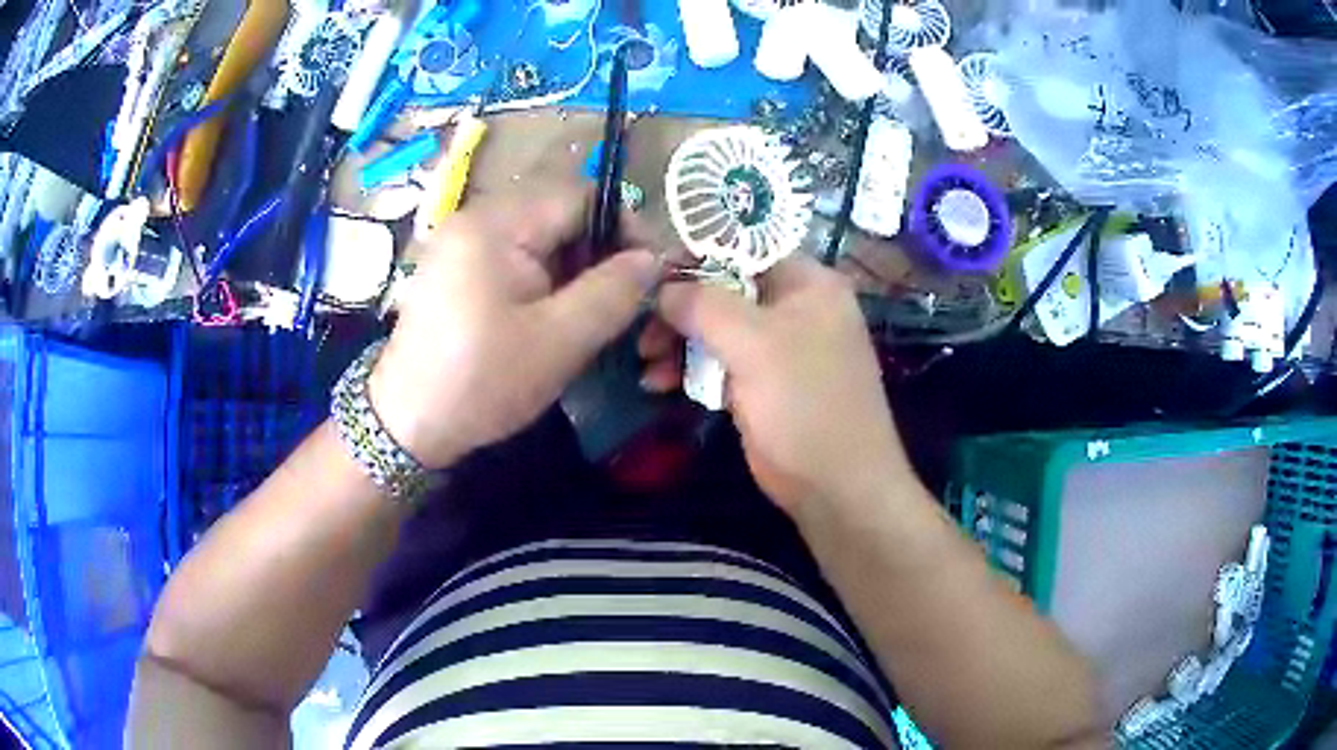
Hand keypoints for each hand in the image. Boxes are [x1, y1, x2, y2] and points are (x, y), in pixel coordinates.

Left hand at [369, 185, 657, 468]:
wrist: (407, 424)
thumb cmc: (482, 382)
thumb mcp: (560, 341)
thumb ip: (614, 292)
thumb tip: (655, 258)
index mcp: (496, 223)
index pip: (581, 196)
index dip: (624, 228)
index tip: (648, 275)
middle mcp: (475, 217)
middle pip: (559, 214)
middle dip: (597, 253)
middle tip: (618, 303)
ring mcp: (461, 241)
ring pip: (539, 238)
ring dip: (572, 270)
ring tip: (585, 317)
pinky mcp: (456, 267)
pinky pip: (514, 256)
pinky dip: (542, 280)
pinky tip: (548, 318)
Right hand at [650, 256, 907, 512]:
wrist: (837, 488)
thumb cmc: (805, 404)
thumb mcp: (755, 344)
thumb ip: (704, 304)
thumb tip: (662, 288)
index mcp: (808, 284)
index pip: (743, 249)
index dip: (694, 256)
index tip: (648, 275)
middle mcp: (795, 308)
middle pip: (724, 289)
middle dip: (679, 309)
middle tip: (643, 331)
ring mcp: (778, 348)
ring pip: (717, 328)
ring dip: (678, 342)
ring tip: (646, 363)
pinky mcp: (762, 383)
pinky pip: (719, 362)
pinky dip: (690, 369)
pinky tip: (659, 383)